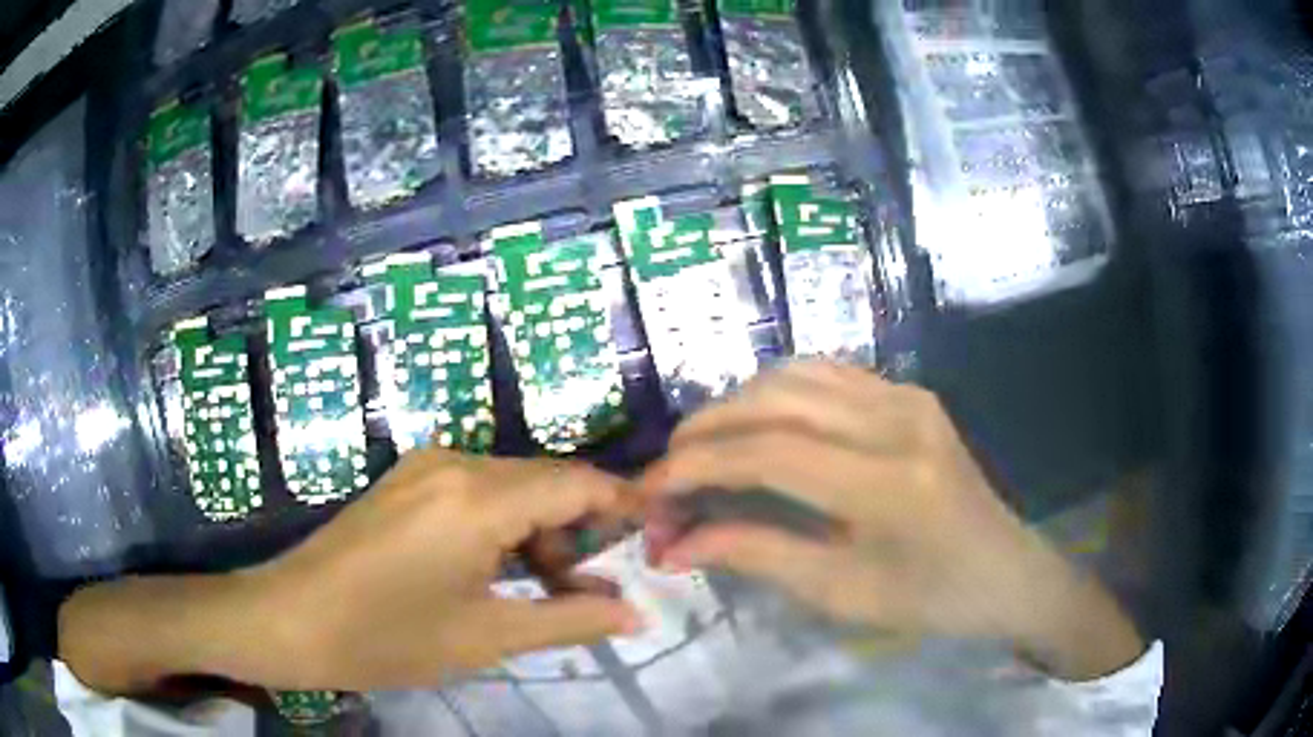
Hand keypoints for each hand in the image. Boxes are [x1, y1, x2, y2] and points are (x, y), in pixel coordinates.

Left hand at [60, 448, 639, 694]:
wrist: (290, 618)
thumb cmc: (387, 636)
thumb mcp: (487, 637)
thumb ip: (571, 619)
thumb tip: (638, 611)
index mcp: (478, 495)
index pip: (577, 481)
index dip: (624, 504)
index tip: (656, 535)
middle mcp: (456, 462)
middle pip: (546, 482)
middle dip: (582, 531)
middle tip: (601, 588)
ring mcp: (426, 468)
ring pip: (512, 489)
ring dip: (542, 535)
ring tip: (553, 593)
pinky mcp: (407, 484)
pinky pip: (477, 494)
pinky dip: (505, 530)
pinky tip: (503, 575)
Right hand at [636, 361, 1143, 679]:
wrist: (1005, 571)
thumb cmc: (929, 599)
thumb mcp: (841, 593)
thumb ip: (756, 556)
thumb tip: (676, 544)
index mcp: (888, 485)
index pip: (769, 455)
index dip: (697, 467)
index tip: (649, 490)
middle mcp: (898, 422)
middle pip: (777, 400)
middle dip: (706, 428)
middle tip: (667, 467)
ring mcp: (908, 397)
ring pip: (797, 375)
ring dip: (738, 403)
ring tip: (703, 444)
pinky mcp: (911, 393)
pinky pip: (829, 373)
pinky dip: (778, 390)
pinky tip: (758, 421)